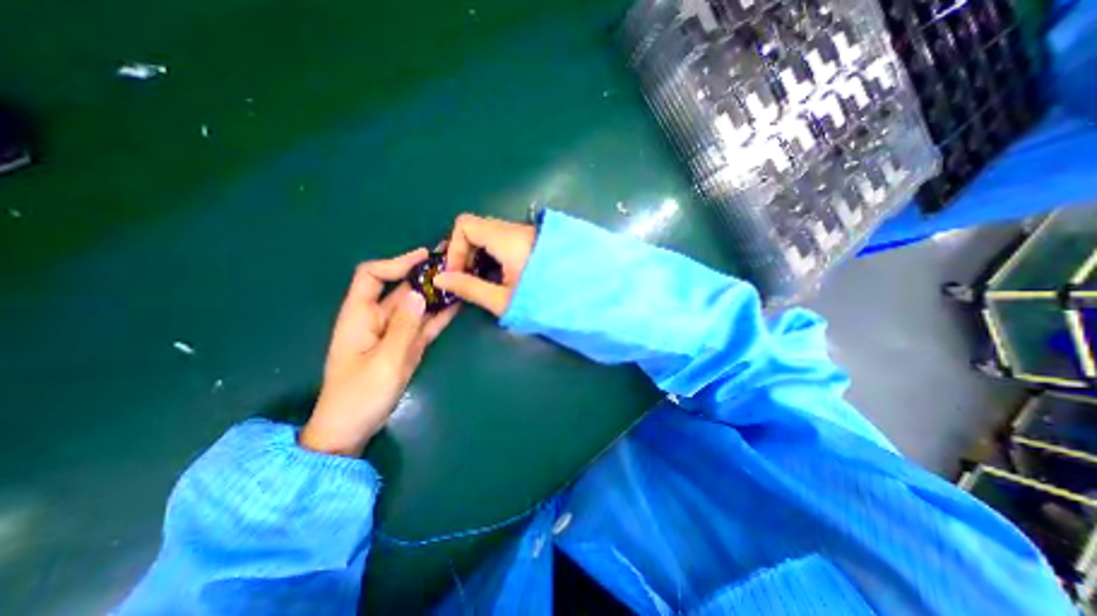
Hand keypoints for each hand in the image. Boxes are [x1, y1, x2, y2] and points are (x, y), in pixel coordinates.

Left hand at [299, 247, 460, 456]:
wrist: (353, 428)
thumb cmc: (360, 395)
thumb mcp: (384, 361)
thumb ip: (404, 327)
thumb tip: (417, 293)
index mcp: (359, 316)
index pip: (372, 276)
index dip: (396, 263)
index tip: (424, 257)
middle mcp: (377, 319)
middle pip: (400, 288)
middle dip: (424, 274)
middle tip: (451, 262)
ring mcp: (395, 333)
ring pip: (416, 306)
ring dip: (436, 293)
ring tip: (460, 278)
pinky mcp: (407, 346)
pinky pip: (425, 324)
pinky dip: (439, 314)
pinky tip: (456, 304)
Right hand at [439, 212, 539, 315]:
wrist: (584, 299)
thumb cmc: (542, 301)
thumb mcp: (503, 299)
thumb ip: (469, 287)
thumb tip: (440, 279)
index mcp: (508, 239)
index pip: (466, 224)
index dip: (455, 247)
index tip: (457, 273)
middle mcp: (517, 230)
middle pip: (478, 228)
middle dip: (465, 251)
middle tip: (464, 277)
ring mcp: (528, 234)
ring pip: (491, 234)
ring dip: (479, 254)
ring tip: (480, 280)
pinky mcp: (535, 241)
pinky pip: (505, 240)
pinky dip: (494, 254)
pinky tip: (498, 275)